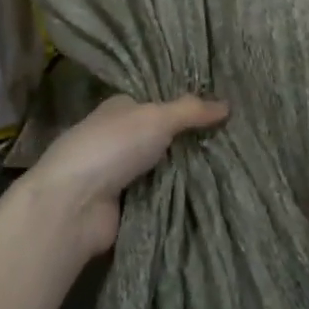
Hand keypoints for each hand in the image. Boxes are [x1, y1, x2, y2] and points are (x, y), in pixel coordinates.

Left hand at [18, 94, 227, 260]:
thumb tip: (227, 104)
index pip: (157, 101)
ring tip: (234, 165)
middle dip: (192, 140)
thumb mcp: (155, 119)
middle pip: (163, 136)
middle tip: (236, 139)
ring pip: (165, 167)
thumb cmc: (111, 148)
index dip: (187, 105)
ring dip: (189, 170)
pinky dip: (180, 195)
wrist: (73, 206)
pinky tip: (213, 192)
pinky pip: (161, 195)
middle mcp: (119, 138)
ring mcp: (121, 173)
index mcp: (120, 108)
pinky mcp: (126, 205)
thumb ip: (190, 111)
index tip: (223, 108)